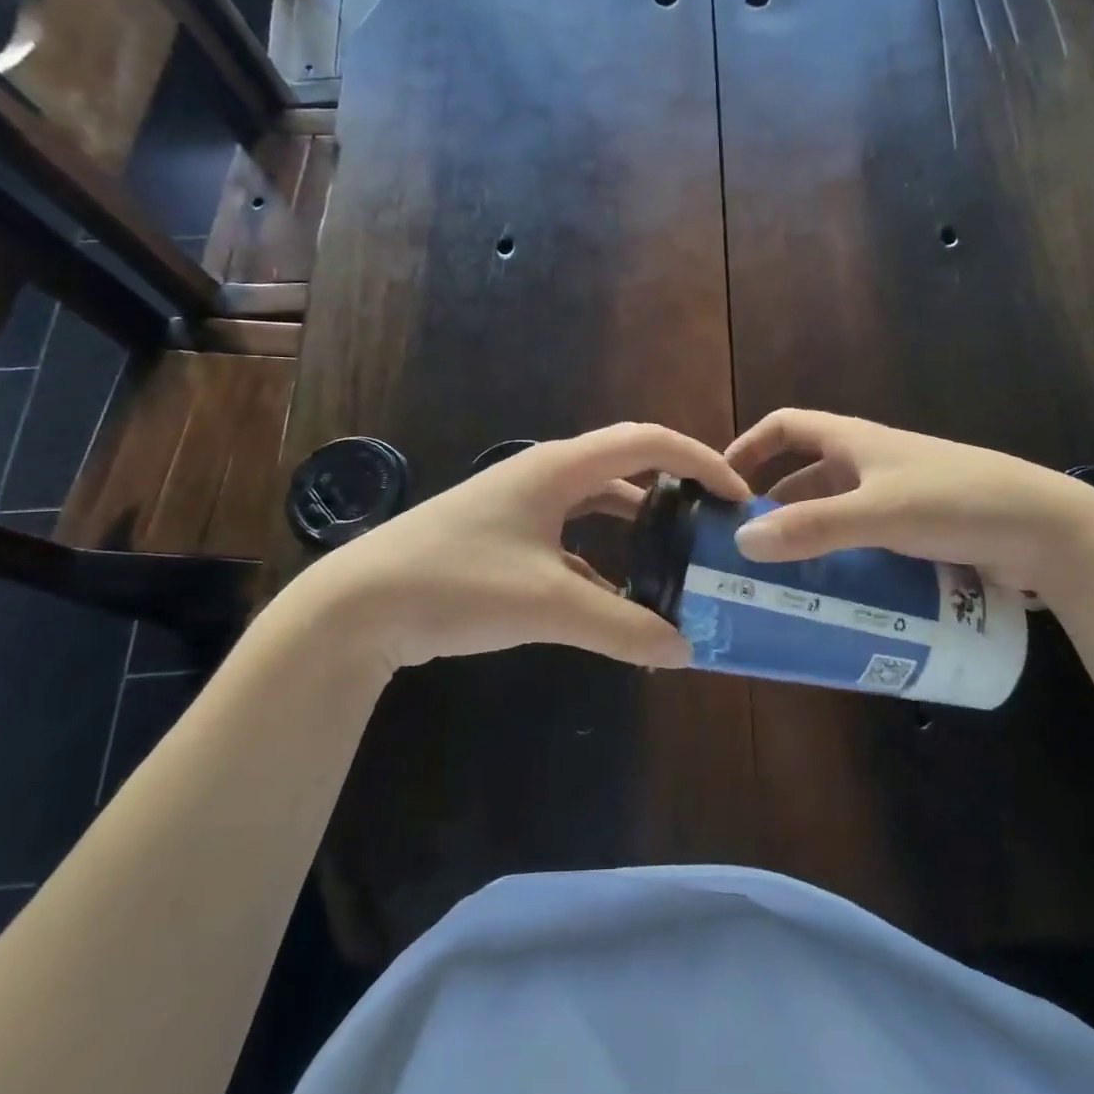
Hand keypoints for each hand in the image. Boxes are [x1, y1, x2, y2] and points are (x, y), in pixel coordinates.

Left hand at [290, 422, 750, 668]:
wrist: (357, 606)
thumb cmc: (457, 583)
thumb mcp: (548, 605)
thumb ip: (622, 627)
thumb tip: (684, 650)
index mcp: (559, 468)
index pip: (647, 443)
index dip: (699, 460)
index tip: (735, 494)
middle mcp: (544, 474)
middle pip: (625, 465)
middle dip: (674, 488)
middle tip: (710, 524)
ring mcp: (520, 505)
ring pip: (597, 501)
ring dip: (637, 523)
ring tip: (674, 556)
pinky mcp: (504, 535)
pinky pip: (570, 534)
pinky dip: (602, 555)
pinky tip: (616, 593)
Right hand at [725, 409, 1093, 597]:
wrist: (1047, 530)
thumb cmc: (957, 502)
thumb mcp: (879, 513)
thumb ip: (814, 527)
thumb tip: (743, 542)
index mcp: (855, 442)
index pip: (786, 426)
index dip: (751, 445)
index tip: (722, 481)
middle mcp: (871, 464)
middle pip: (806, 476)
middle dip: (773, 505)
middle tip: (745, 547)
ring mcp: (897, 498)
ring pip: (836, 512)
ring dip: (808, 536)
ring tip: (780, 577)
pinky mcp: (919, 532)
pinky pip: (864, 540)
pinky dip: (841, 558)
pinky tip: (832, 591)